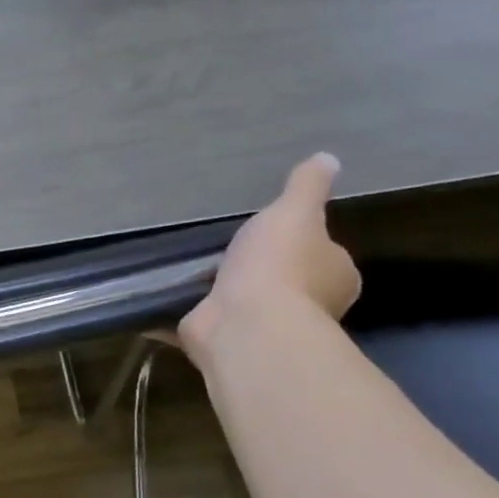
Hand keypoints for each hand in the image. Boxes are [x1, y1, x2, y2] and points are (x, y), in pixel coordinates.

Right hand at [177, 153, 360, 365]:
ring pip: (246, 303)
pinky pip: (205, 320)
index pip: (324, 255)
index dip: (304, 243)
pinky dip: (187, 312)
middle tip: (229, 246)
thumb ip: (307, 187)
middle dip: (262, 269)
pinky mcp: (225, 339)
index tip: (277, 232)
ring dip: (223, 291)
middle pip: (286, 281)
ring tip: (191, 265)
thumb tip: (328, 158)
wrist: (245, 325)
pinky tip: (164, 295)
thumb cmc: (279, 265)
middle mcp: (309, 308)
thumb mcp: (294, 211)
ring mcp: (265, 328)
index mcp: (334, 277)